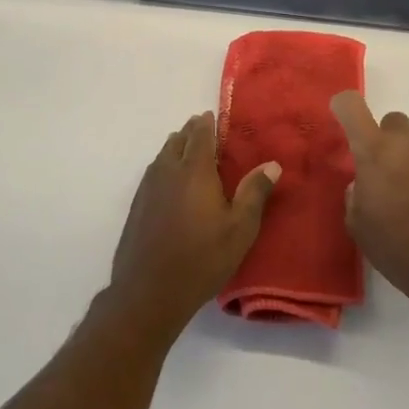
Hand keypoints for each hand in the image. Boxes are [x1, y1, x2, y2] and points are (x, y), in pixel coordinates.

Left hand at [106, 112, 280, 341]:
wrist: (149, 292)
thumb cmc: (201, 259)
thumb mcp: (239, 229)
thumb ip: (254, 193)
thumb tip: (272, 164)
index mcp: (194, 170)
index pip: (200, 134)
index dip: (207, 123)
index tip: (214, 116)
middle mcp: (168, 171)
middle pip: (178, 140)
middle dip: (191, 132)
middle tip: (204, 130)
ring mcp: (148, 188)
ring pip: (162, 155)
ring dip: (176, 147)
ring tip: (188, 151)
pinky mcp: (137, 206)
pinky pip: (153, 173)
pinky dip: (164, 166)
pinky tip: (170, 181)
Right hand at [331, 91, 408, 326]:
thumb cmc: (398, 249)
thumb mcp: (359, 226)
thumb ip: (357, 194)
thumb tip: (365, 184)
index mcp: (377, 152)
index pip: (352, 107)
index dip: (344, 107)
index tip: (342, 116)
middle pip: (394, 123)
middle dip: (387, 142)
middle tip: (387, 175)